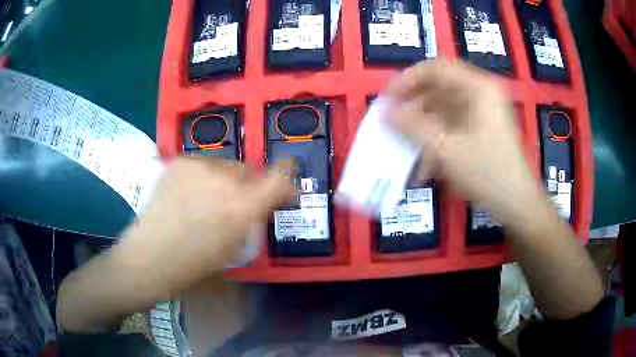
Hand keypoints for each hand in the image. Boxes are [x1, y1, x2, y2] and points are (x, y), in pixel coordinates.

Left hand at [120, 157, 295, 295]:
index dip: (287, 177)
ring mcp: (201, 166)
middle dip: (249, 184)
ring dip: (224, 179)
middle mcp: (226, 179)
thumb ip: (252, 218)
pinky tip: (189, 194)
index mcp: (243, 206)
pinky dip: (202, 177)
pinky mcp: (181, 161)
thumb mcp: (235, 246)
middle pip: (250, 170)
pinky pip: (202, 164)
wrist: (153, 254)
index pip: (279, 179)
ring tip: (207, 198)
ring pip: (225, 165)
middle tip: (236, 201)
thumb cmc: (195, 263)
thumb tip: (261, 202)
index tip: (286, 184)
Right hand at [386, 59, 537, 216]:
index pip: (436, 68)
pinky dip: (436, 139)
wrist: (517, 205)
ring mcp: (483, 112)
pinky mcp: (482, 129)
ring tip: (404, 145)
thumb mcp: (446, 150)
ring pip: (444, 109)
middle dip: (413, 105)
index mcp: (479, 88)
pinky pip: (452, 126)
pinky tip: (423, 161)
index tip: (387, 98)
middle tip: (392, 121)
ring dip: (423, 126)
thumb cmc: (487, 173)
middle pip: (439, 87)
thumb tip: (385, 112)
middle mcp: (482, 93)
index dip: (407, 79)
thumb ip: (413, 127)